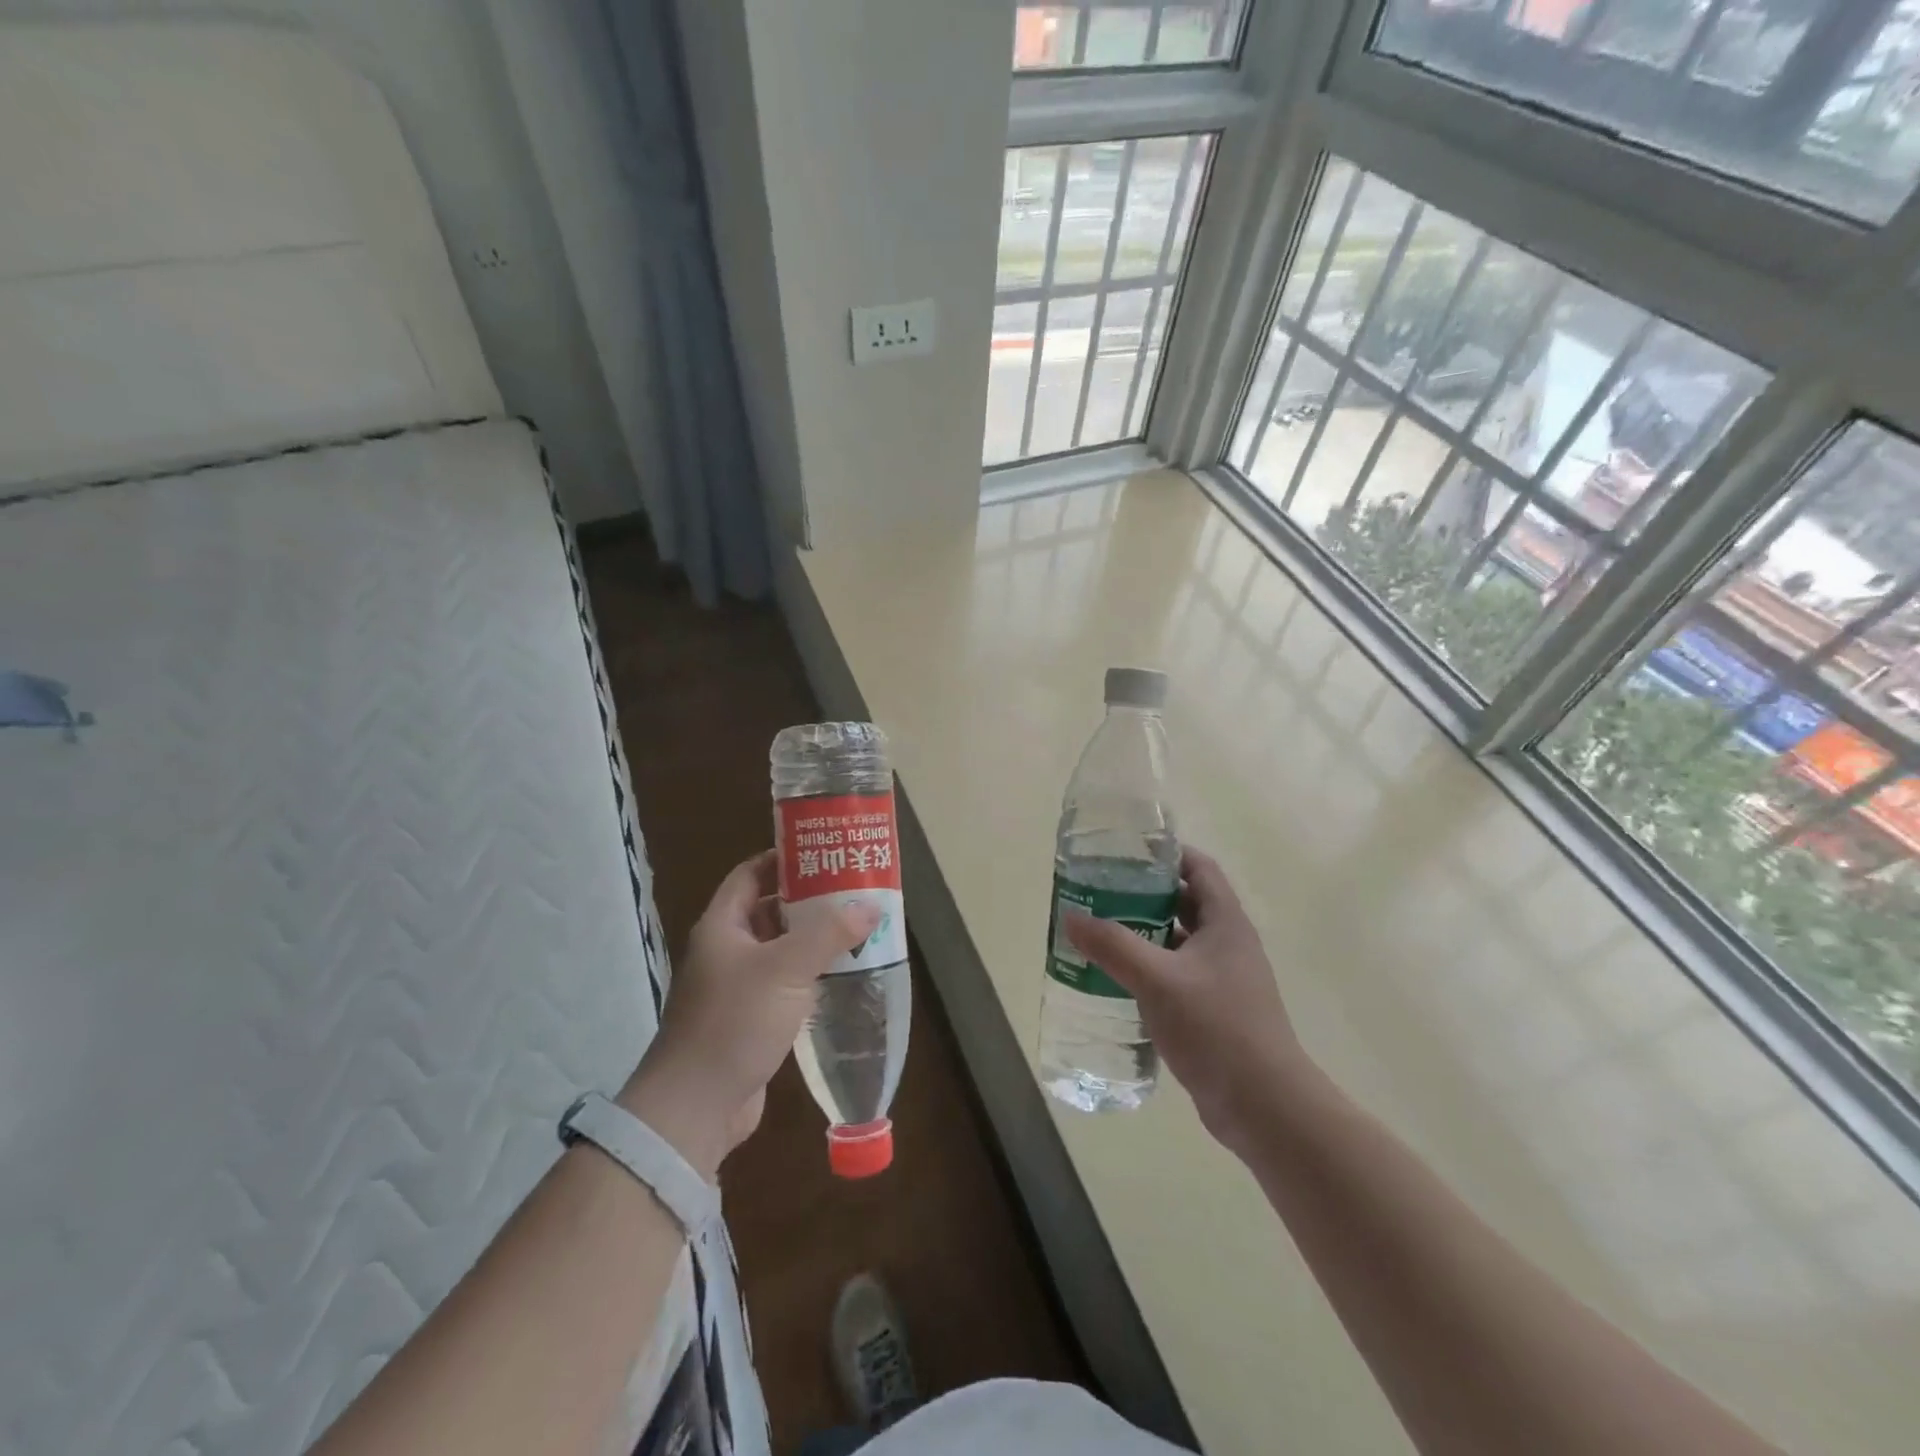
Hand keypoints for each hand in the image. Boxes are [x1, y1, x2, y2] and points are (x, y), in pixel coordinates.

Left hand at [618, 850, 878, 1179]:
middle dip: (809, 900)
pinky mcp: (751, 1019)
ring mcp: (737, 987)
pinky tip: (843, 974)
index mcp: (723, 926)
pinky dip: (811, 975)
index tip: (824, 853)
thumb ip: (829, 934)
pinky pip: (785, 984)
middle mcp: (726, 950)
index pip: (751, 874)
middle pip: (769, 910)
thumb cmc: (734, 1022)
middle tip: (852, 890)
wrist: (695, 1107)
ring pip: (780, 950)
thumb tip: (871, 905)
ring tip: (858, 927)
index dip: (783, 859)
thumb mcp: (785, 969)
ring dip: (814, 940)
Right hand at [1064, 846, 1308, 1153]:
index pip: (1198, 868)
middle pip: (1184, 902)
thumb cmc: (1216, 1028)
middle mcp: (1228, 944)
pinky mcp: (1214, 1010)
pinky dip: (1149, 968)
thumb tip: (1071, 916)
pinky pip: (1177, 975)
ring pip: (1178, 941)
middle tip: (1099, 892)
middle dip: (1143, 893)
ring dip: (1143, 933)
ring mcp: (1223, 979)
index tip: (1124, 852)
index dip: (1165, 854)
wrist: (1264, 1106)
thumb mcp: (1158, 980)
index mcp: (1225, 922)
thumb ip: (1113, 946)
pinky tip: (1117, 979)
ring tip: (1099, 931)